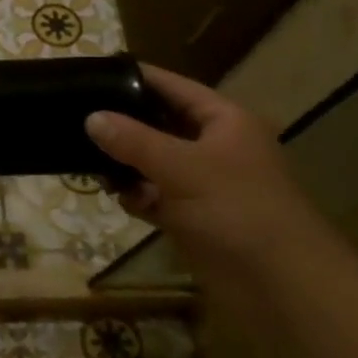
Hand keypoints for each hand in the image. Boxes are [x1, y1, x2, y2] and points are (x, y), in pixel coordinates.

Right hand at [84, 65, 329, 271]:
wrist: (280, 285)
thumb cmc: (237, 210)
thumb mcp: (181, 167)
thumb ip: (133, 141)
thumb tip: (92, 117)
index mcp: (224, 122)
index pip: (174, 88)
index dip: (137, 78)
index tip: (95, 72)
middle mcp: (215, 147)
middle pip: (160, 125)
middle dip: (123, 127)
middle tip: (77, 121)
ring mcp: (204, 184)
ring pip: (153, 163)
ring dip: (126, 166)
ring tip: (91, 165)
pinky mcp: (193, 217)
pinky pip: (155, 196)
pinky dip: (137, 196)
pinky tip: (119, 199)